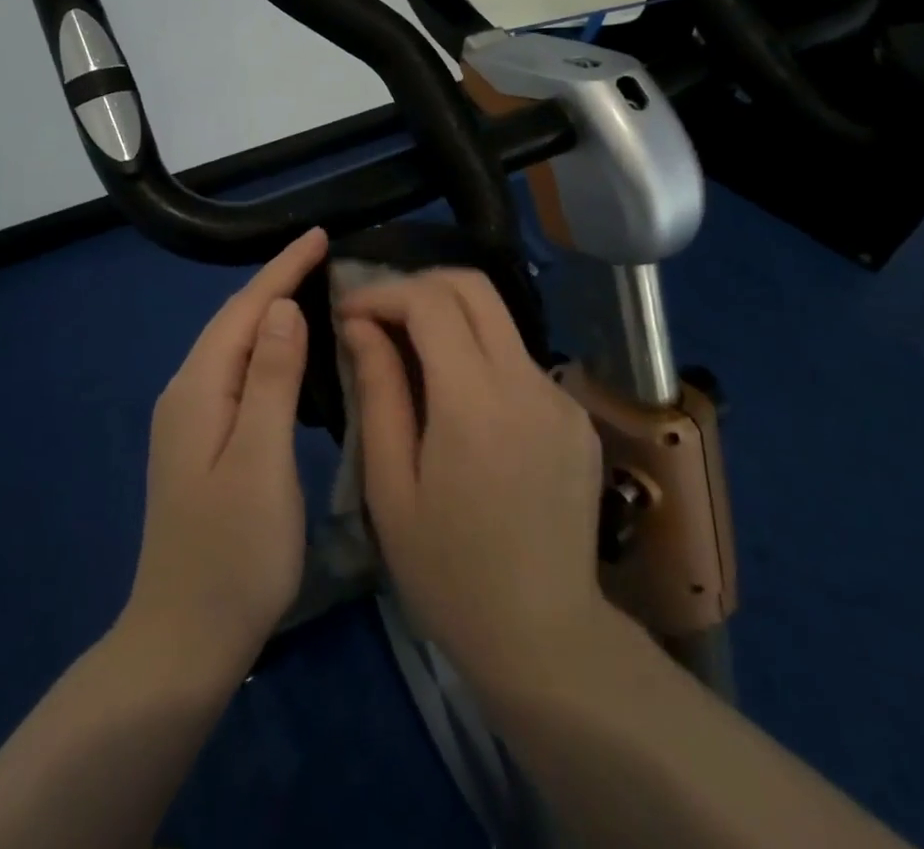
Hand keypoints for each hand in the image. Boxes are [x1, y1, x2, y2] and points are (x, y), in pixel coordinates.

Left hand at [121, 227, 327, 677]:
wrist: (183, 640)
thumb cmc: (233, 553)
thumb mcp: (259, 460)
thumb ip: (270, 379)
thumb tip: (281, 307)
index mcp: (198, 389)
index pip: (244, 309)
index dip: (282, 269)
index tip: (320, 234)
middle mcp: (186, 393)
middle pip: (233, 321)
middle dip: (276, 282)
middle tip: (325, 257)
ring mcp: (189, 420)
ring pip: (233, 346)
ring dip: (270, 313)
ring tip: (313, 290)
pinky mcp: (201, 443)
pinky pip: (236, 373)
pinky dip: (265, 350)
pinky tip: (289, 355)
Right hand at [339, 268, 608, 687]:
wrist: (544, 638)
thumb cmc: (448, 572)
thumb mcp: (390, 487)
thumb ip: (378, 393)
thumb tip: (360, 326)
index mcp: (476, 402)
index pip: (430, 302)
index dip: (383, 293)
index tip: (348, 312)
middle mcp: (527, 383)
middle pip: (474, 287)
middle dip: (419, 285)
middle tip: (378, 315)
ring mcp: (560, 397)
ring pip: (498, 321)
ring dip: (449, 319)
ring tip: (408, 355)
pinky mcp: (576, 416)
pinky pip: (518, 361)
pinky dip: (479, 356)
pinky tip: (457, 401)